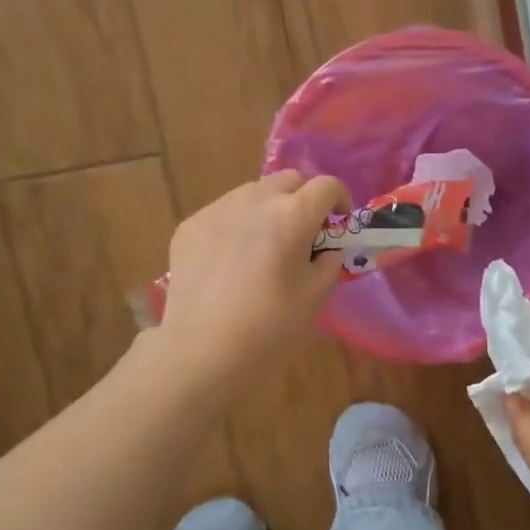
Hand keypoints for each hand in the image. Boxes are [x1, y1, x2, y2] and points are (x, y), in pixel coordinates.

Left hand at [160, 171, 350, 381]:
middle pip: (288, 180)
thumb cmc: (272, 325)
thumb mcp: (316, 295)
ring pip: (252, 193)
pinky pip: (222, 214)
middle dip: (302, 199)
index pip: (326, 186)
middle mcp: (254, 199)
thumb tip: (327, 248)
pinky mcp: (190, 226)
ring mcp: (217, 209)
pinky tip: (231, 262)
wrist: (205, 348)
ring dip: (268, 209)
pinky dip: (236, 226)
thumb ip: (329, 261)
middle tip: (303, 234)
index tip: (338, 222)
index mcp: (292, 215)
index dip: (339, 200)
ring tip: (264, 247)